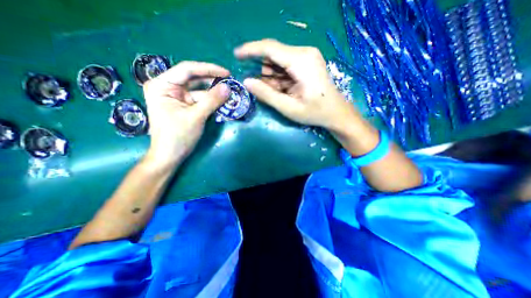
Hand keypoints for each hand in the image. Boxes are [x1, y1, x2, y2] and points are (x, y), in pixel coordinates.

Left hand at [142, 60, 231, 167]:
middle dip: (212, 81)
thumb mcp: (196, 116)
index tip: (226, 73)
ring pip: (198, 90)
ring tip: (229, 93)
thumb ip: (212, 101)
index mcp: (162, 85)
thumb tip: (228, 87)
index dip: (208, 69)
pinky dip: (211, 101)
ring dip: (214, 93)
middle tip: (230, 83)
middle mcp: (168, 88)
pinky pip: (200, 100)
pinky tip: (222, 102)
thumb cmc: (178, 136)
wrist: (170, 156)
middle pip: (193, 79)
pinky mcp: (184, 106)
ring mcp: (176, 97)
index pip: (187, 70)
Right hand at [233, 38, 353, 129]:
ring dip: (273, 77)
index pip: (270, 48)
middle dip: (265, 72)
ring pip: (279, 61)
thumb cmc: (315, 112)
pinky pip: (286, 65)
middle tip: (267, 91)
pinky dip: (280, 77)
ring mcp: (307, 56)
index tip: (236, 55)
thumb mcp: (289, 107)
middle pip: (274, 55)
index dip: (250, 50)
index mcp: (301, 61)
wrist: (337, 113)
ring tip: (280, 94)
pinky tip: (285, 90)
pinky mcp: (307, 62)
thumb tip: (246, 81)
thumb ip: (266, 94)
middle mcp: (304, 53)